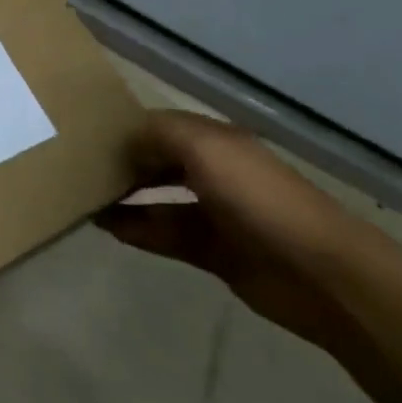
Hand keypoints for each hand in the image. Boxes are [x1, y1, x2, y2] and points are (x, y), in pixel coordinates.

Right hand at [96, 110, 388, 348]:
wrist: (324, 276)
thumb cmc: (260, 199)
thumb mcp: (205, 148)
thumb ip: (157, 134)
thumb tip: (123, 141)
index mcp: (215, 142)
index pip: (160, 127)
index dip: (126, 127)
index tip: (85, 133)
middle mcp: (214, 173)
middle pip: (157, 161)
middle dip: (122, 162)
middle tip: (78, 166)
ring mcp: (215, 214)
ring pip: (157, 200)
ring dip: (124, 198)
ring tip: (84, 197)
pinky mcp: (214, 253)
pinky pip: (165, 235)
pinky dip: (137, 230)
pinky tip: (106, 226)